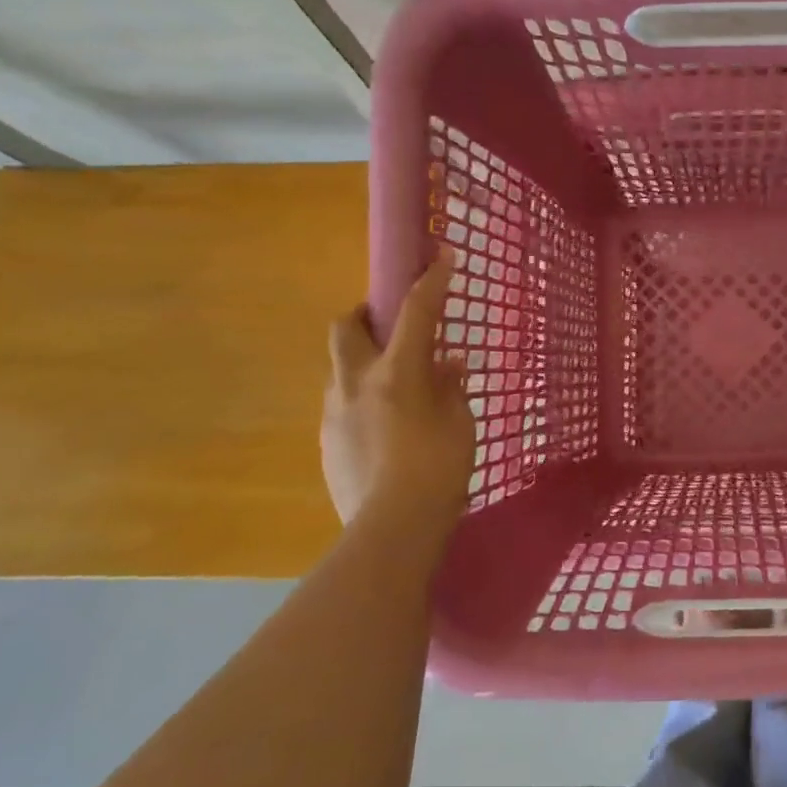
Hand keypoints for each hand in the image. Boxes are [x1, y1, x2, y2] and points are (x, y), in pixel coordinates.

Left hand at [322, 248, 475, 530]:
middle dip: (364, 315)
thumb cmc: (438, 470)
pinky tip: (385, 429)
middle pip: (345, 328)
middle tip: (387, 324)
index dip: (432, 281)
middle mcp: (356, 383)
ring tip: (395, 388)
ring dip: (363, 363)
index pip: (416, 312)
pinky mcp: (327, 442)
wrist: (391, 529)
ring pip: (340, 368)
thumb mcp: (459, 424)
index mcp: (397, 373)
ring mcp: (334, 413)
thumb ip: (451, 388)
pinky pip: (341, 405)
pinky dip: (361, 401)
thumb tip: (448, 364)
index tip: (443, 257)